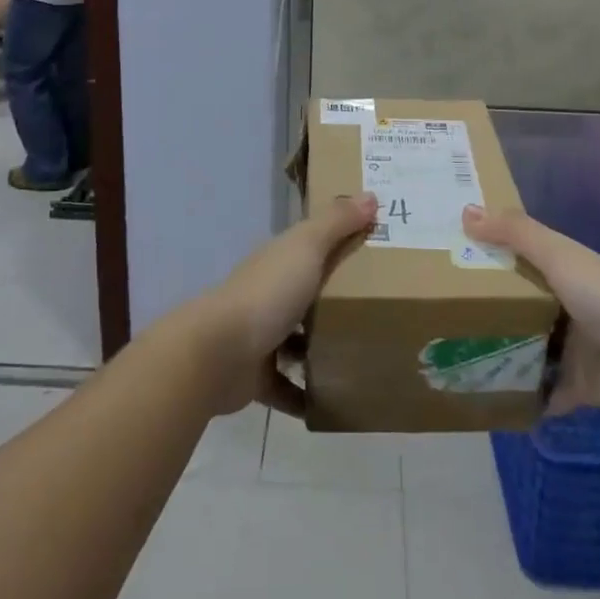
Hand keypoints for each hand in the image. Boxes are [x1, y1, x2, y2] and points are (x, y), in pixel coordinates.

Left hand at [188, 193, 377, 416]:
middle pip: (307, 294)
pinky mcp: (258, 377)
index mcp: (280, 261)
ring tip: (364, 356)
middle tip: (381, 309)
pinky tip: (335, 403)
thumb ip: (336, 222)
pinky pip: (288, 387)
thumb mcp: (306, 247)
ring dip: (322, 349)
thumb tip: (370, 195)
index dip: (340, 244)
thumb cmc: (267, 293)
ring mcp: (261, 337)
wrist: (218, 353)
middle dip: (336, 301)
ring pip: (297, 340)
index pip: (312, 247)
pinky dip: (306, 396)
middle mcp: (269, 295)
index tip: (375, 250)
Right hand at [463, 205, 599, 422]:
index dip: (487, 258)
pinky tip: (491, 401)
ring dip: (502, 356)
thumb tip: (465, 211)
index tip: (448, 261)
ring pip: (529, 351)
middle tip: (440, 318)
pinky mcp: (581, 388)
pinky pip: (546, 394)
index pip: (517, 260)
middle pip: (519, 308)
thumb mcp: (556, 254)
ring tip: (456, 361)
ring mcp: (574, 350)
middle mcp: (566, 307)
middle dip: (487, 313)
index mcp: (562, 272)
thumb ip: (514, 233)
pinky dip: (525, 398)